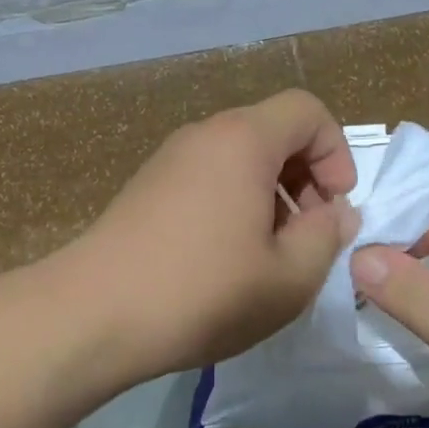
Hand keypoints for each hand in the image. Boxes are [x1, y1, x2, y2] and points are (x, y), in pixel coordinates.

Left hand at [70, 90, 358, 384]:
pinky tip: (225, 262)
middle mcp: (203, 136)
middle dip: (305, 178)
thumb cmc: (203, 292)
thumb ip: (327, 236)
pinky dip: (233, 205)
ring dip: (270, 197)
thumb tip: (335, 213)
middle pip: (272, 133)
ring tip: (268, 256)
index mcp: (243, 140)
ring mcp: (168, 160)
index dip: (336, 152)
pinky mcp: (146, 189)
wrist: (92, 316)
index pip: (307, 110)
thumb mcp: (289, 276)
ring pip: (239, 160)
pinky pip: (207, 179)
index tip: (335, 206)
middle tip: (307, 236)